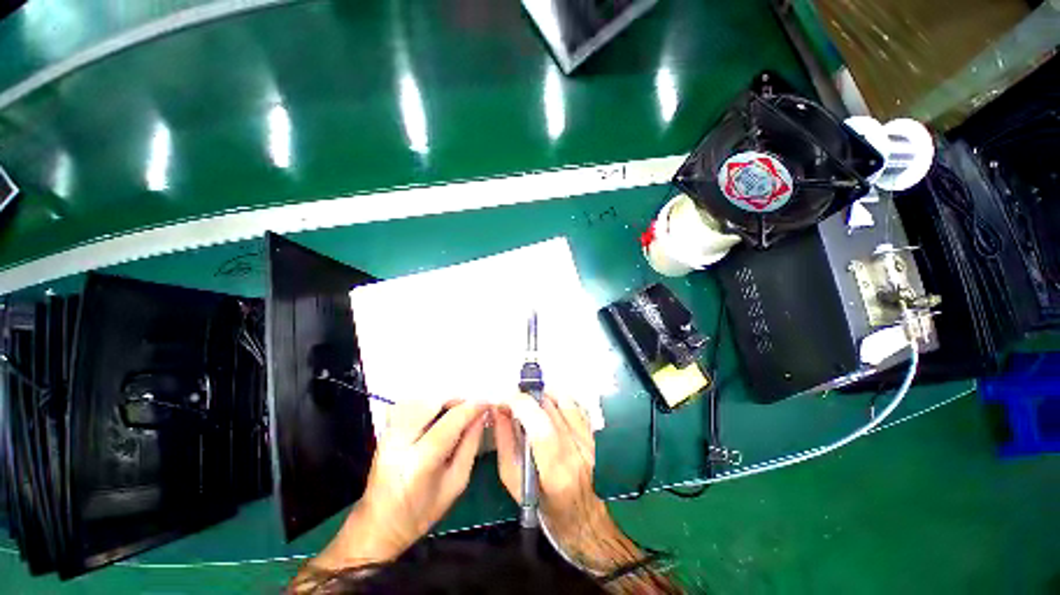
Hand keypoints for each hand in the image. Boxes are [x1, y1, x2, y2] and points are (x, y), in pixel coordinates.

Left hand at [314, 399, 487, 569]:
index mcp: (419, 463)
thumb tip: (482, 416)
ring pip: (420, 399)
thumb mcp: (456, 483)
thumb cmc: (421, 513)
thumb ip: (470, 445)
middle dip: (457, 399)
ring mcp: (388, 434)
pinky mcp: (385, 431)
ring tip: (456, 410)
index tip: (488, 403)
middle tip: (472, 407)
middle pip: (433, 402)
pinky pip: (410, 404)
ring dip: (443, 399)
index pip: (451, 421)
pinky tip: (438, 413)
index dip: (472, 407)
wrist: (378, 525)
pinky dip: (428, 402)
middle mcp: (399, 442)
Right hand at [494, 393, 615, 561]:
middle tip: (512, 402)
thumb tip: (498, 412)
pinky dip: (556, 399)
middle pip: (551, 408)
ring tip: (529, 405)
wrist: (586, 522)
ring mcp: (589, 441)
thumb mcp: (515, 485)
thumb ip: (505, 444)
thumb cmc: (545, 510)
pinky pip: (574, 404)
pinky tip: (547, 406)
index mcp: (556, 473)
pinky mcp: (593, 435)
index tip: (504, 399)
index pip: (541, 428)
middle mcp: (577, 452)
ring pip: (563, 400)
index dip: (521, 406)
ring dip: (541, 396)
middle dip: (526, 398)